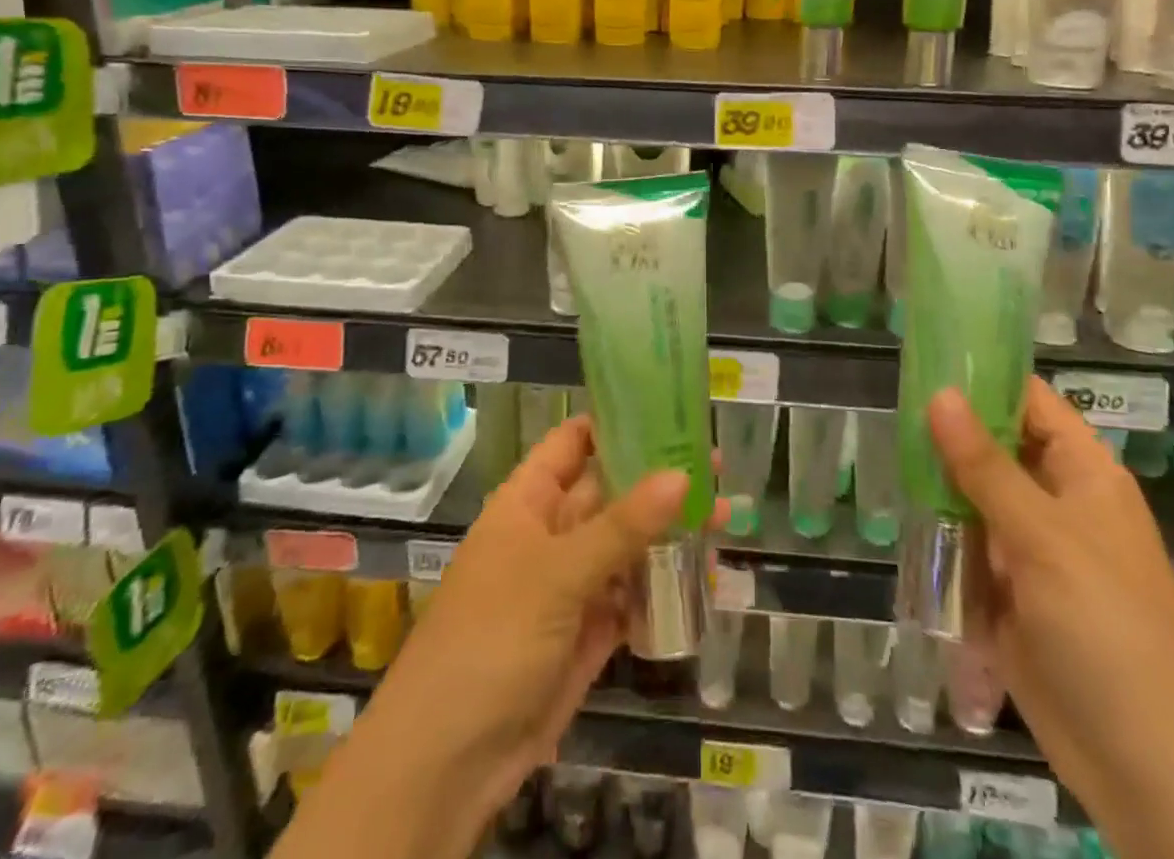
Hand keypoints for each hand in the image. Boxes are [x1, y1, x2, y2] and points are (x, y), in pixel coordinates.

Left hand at [355, 416, 716, 830]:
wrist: (449, 762)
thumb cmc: (491, 638)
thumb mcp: (556, 572)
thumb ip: (622, 526)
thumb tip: (683, 475)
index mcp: (528, 501)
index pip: (573, 443)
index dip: (615, 423)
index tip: (668, 410)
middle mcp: (552, 534)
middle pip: (611, 492)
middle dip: (659, 480)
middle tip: (717, 468)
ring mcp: (572, 585)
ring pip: (628, 545)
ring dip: (671, 534)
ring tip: (725, 519)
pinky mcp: (590, 632)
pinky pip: (634, 597)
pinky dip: (668, 588)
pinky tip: (710, 577)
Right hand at [928, 383, 1173, 815]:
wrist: (1145, 768)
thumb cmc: (1107, 631)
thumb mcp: (1043, 538)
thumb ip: (985, 466)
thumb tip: (940, 393)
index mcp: (1083, 475)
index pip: (1029, 403)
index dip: (983, 378)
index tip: (924, 359)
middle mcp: (1056, 503)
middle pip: (995, 448)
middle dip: (948, 433)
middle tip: (888, 408)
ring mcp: (1031, 550)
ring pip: (974, 496)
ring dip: (937, 485)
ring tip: (884, 454)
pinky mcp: (1008, 593)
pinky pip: (966, 545)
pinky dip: (939, 534)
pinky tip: (901, 516)